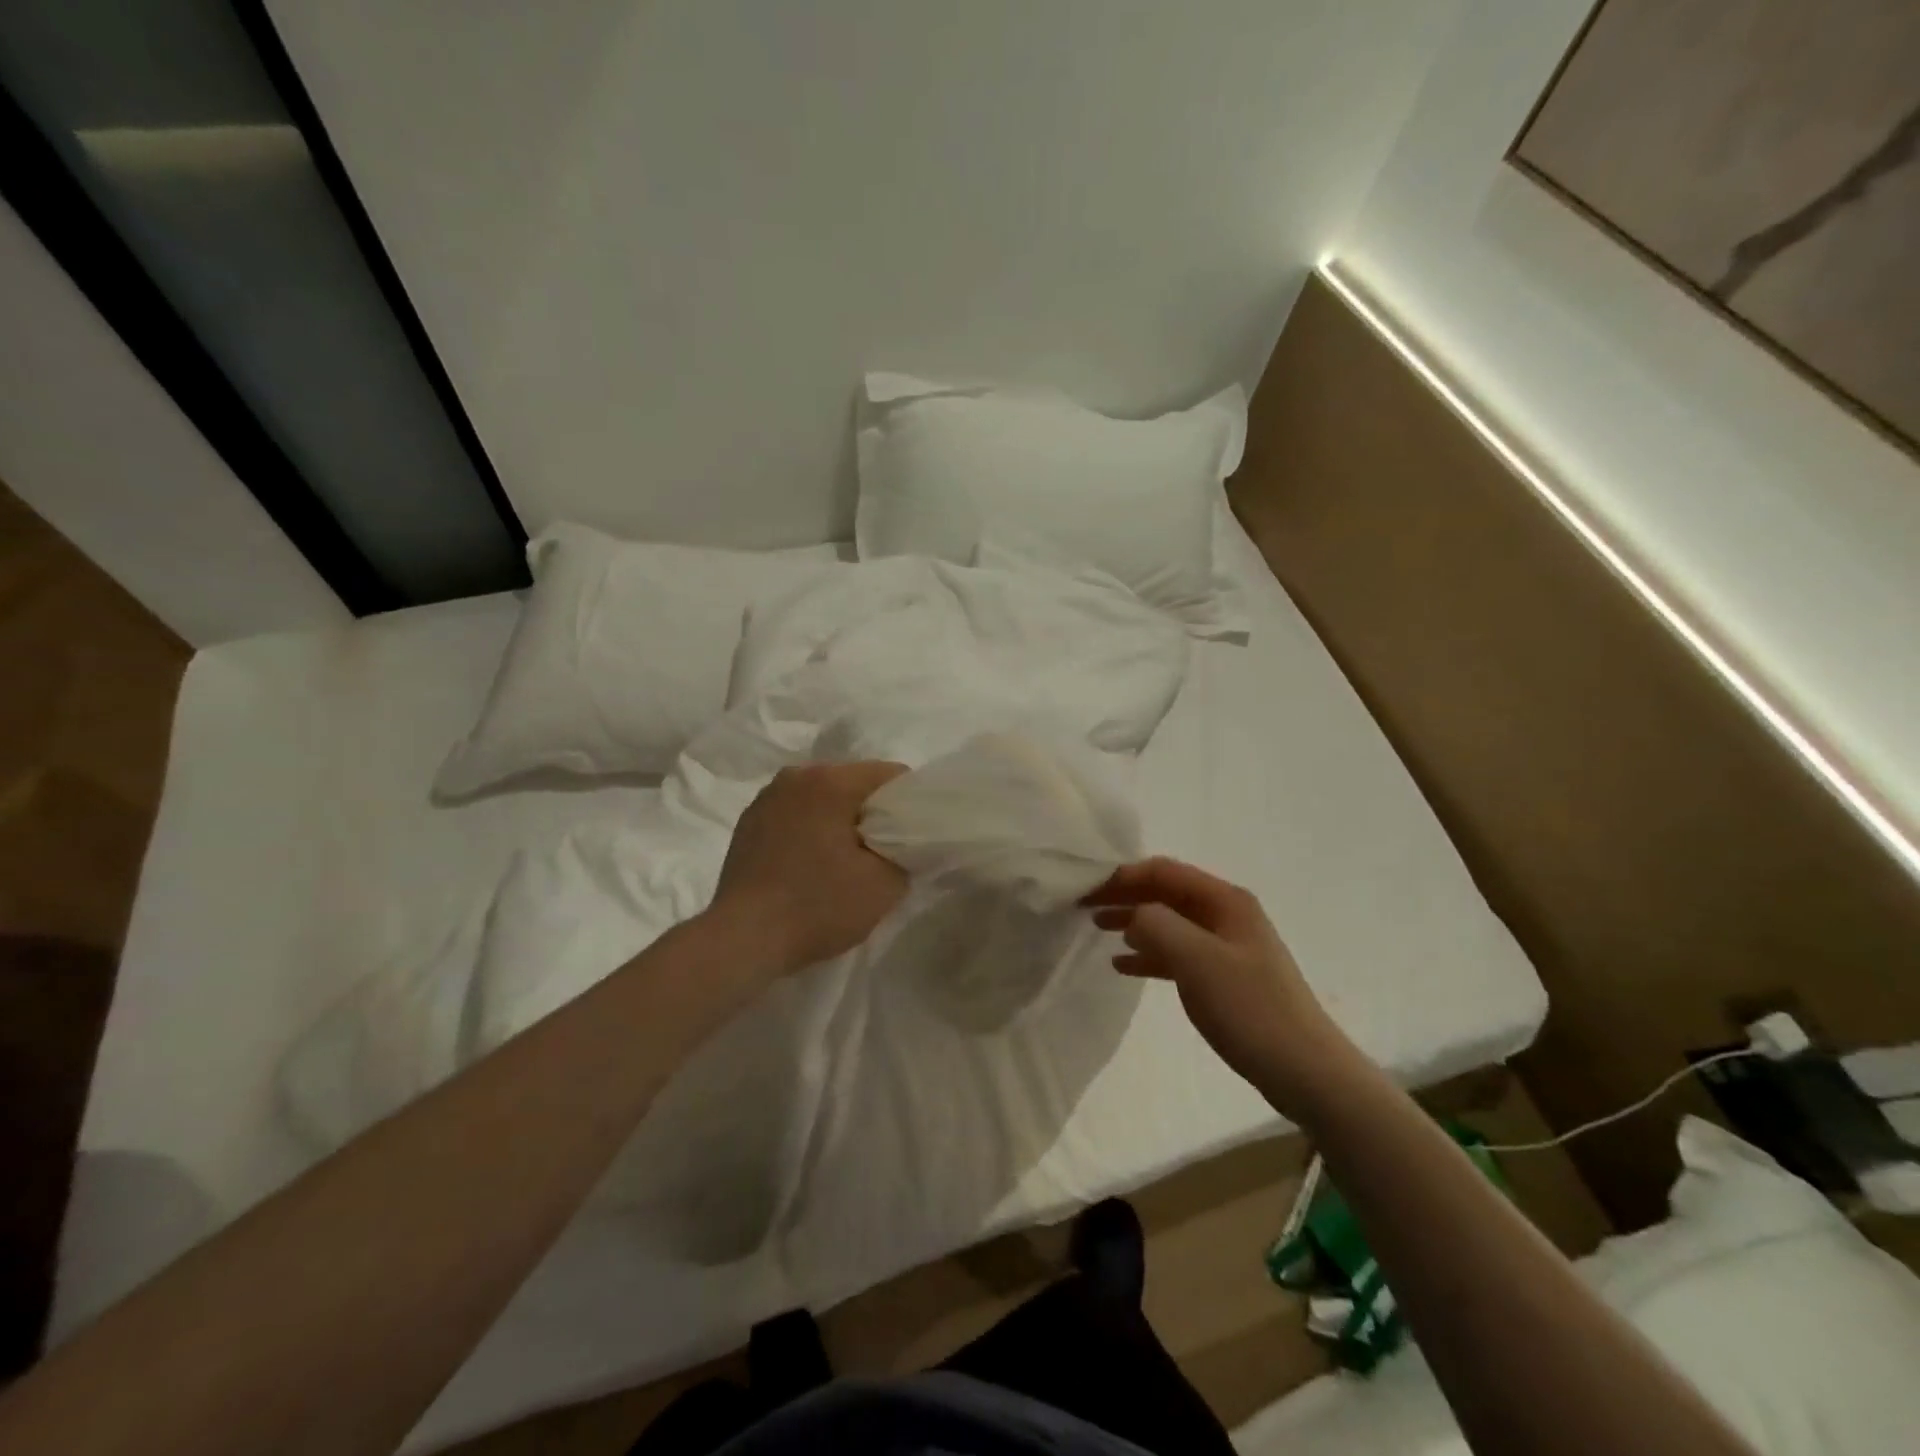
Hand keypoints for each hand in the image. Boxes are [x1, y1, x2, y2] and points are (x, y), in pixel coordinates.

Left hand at [710, 761, 909, 974]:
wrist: (744, 940)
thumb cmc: (818, 906)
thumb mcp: (884, 885)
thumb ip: (907, 852)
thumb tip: (903, 843)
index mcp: (830, 781)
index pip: (891, 775)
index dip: (909, 804)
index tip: (911, 836)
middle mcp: (796, 776)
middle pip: (854, 783)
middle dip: (873, 812)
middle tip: (882, 852)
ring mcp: (767, 798)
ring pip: (823, 798)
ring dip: (839, 821)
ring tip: (844, 861)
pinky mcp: (748, 822)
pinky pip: (796, 815)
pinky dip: (811, 830)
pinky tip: (811, 865)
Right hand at [1086, 857, 1357, 1107]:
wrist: (1304, 1069)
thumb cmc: (1250, 1008)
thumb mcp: (1196, 960)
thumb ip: (1157, 925)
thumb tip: (1133, 914)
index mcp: (1225, 900)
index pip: (1163, 871)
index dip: (1122, 875)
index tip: (1086, 888)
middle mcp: (1226, 914)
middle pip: (1165, 893)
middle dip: (1125, 895)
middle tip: (1084, 906)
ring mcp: (1227, 945)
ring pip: (1169, 921)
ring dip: (1133, 922)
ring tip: (1097, 929)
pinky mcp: (1225, 976)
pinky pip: (1178, 953)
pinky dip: (1149, 953)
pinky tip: (1123, 965)